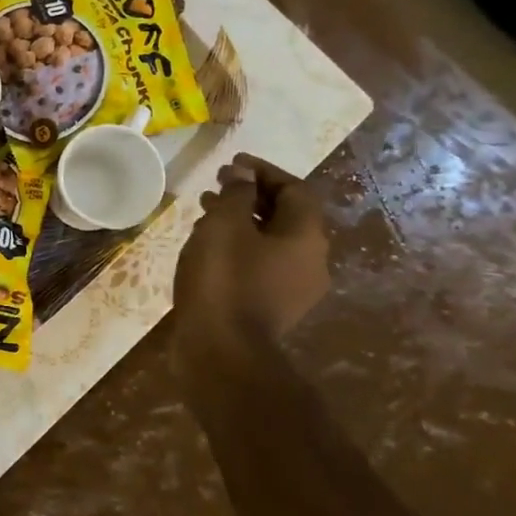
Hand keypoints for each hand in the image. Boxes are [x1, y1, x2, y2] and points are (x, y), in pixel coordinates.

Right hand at [172, 153, 330, 364]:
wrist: (222, 351)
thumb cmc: (224, 279)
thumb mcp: (224, 225)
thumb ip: (236, 194)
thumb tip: (244, 175)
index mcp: (306, 237)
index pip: (295, 189)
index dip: (264, 171)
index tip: (231, 163)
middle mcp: (311, 261)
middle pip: (286, 216)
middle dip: (250, 195)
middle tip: (216, 185)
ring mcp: (294, 289)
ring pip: (270, 241)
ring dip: (241, 222)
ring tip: (204, 213)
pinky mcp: (272, 308)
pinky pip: (260, 265)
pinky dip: (238, 248)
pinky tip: (208, 249)